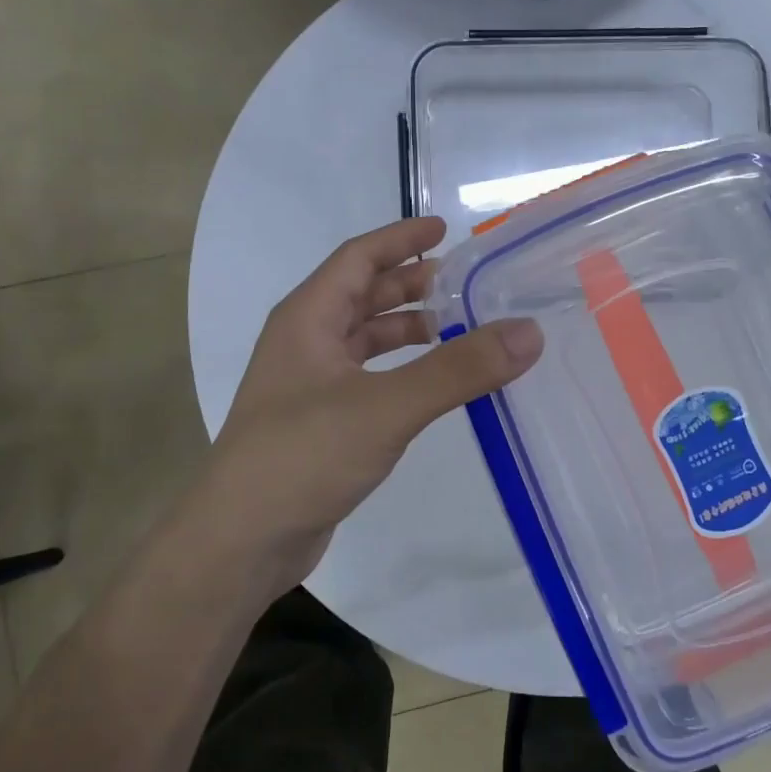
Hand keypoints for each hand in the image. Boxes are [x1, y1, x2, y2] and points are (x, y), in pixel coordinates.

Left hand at [206, 217, 542, 590]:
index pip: (358, 257)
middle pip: (362, 295)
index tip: (445, 228)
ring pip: (365, 338)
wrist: (241, 543)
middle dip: (410, 283)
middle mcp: (305, 342)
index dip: (401, 238)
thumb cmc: (303, 456)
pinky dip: (402, 368)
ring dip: (407, 327)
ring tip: (458, 326)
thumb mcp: (387, 406)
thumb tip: (529, 332)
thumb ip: (458, 370)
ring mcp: (310, 385)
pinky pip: (369, 376)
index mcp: (308, 318)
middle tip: (464, 281)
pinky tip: (432, 383)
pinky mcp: (321, 422)